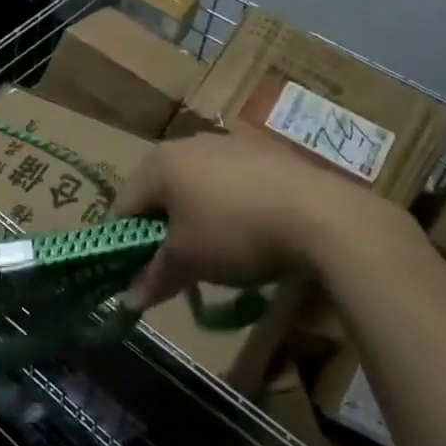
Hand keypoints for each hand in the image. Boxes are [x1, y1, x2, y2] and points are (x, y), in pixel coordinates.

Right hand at [113, 131, 417, 307]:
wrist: (322, 215)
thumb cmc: (237, 233)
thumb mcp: (190, 261)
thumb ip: (155, 277)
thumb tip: (128, 303)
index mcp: (159, 163)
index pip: (124, 204)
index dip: (123, 240)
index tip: (134, 271)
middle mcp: (187, 143)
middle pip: (159, 189)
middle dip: (161, 226)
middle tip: (175, 262)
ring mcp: (228, 142)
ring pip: (196, 181)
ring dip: (195, 212)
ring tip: (215, 249)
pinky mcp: (264, 151)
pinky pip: (231, 178)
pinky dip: (229, 202)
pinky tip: (250, 228)